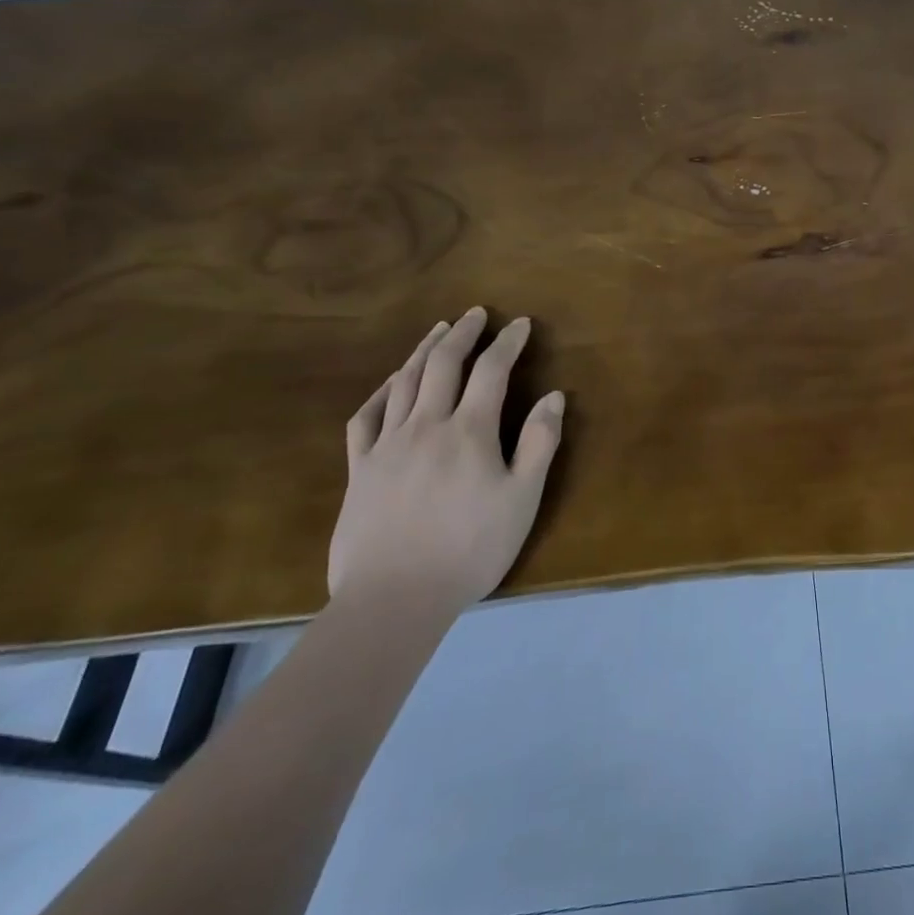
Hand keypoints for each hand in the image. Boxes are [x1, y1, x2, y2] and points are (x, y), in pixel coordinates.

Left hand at [328, 309, 564, 614]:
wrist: (393, 600)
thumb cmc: (470, 549)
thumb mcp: (522, 499)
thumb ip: (539, 443)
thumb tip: (554, 396)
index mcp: (469, 431)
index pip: (491, 370)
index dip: (508, 342)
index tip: (520, 323)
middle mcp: (426, 425)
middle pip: (444, 364)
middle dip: (463, 333)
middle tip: (476, 314)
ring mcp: (387, 445)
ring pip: (405, 382)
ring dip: (425, 350)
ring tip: (439, 330)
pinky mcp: (359, 469)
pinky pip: (366, 417)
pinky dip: (382, 391)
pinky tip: (392, 382)